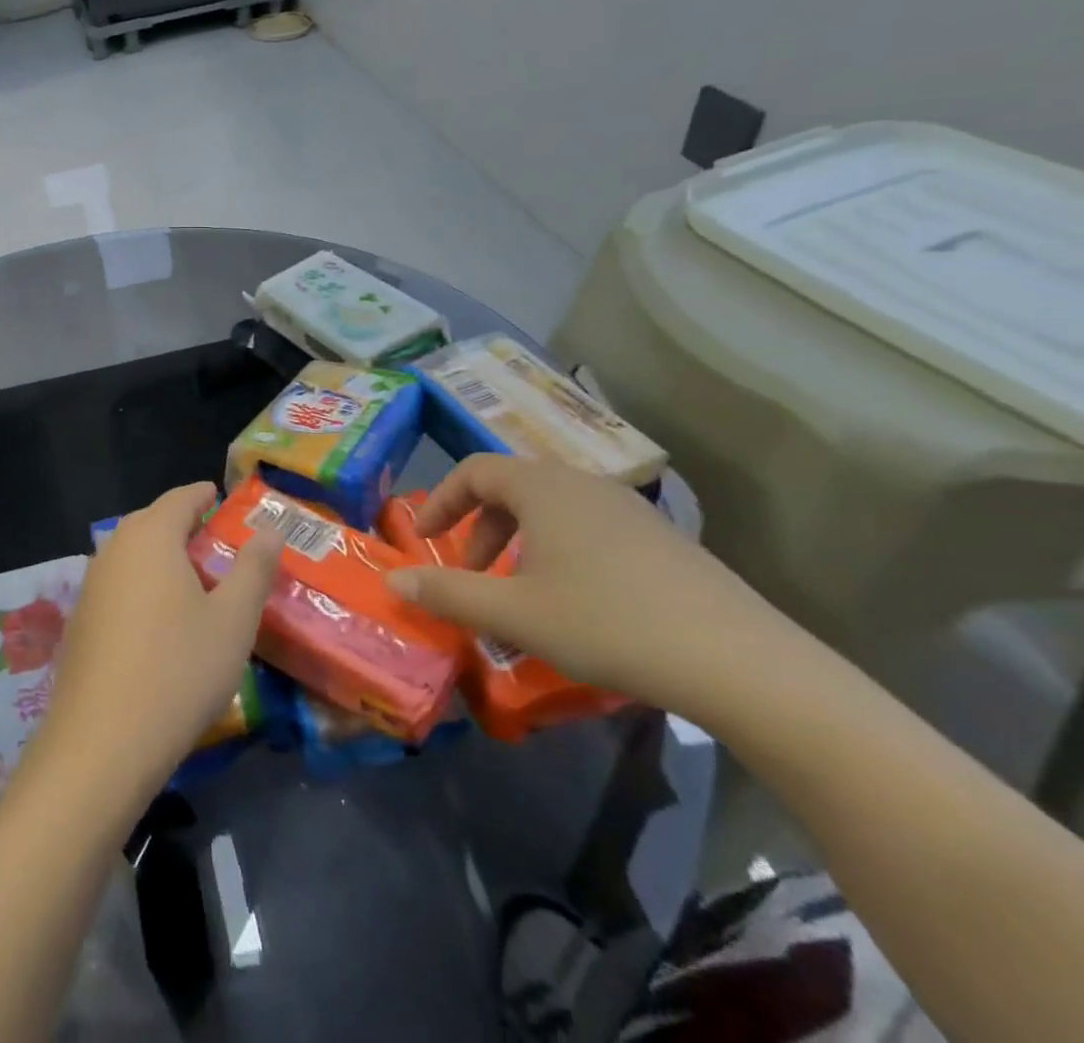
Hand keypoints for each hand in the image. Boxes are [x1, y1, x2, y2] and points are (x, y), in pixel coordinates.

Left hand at [20, 483, 282, 818]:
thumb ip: (254, 569)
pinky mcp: (79, 621)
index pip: (180, 499)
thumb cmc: (179, 669)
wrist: (101, 743)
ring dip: (161, 557)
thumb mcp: (233, 620)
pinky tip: (159, 621)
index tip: (221, 496)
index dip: (203, 495)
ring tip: (193, 580)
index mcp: (150, 536)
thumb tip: (270, 529)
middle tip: (216, 541)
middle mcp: (113, 550)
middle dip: (183, 525)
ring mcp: (90, 586)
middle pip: (151, 522)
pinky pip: (118, 585)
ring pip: (131, 555)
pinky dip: (142, 586)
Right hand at [384, 455, 792, 720]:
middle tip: (471, 573)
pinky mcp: (662, 539)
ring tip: (519, 592)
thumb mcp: (513, 613)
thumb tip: (394, 579)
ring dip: (519, 541)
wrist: (741, 664)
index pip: (474, 471)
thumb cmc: (607, 624)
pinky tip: (577, 602)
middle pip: (512, 487)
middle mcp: (584, 483)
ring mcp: (629, 508)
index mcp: (543, 487)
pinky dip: (560, 551)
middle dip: (480, 527)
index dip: (440, 500)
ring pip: (552, 509)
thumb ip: (447, 592)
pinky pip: (590, 527)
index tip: (422, 537)